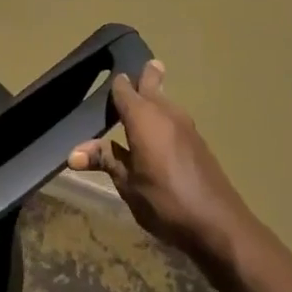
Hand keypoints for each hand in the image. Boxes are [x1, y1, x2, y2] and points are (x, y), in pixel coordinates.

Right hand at [69, 61, 247, 259]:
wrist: (219, 226)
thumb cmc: (165, 202)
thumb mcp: (127, 184)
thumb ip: (104, 160)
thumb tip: (73, 153)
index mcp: (144, 118)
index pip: (124, 89)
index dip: (116, 84)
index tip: (108, 76)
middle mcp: (166, 114)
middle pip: (153, 86)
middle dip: (146, 76)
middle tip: (141, 65)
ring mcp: (187, 128)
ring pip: (167, 102)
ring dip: (156, 98)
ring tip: (144, 98)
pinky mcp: (198, 144)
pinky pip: (175, 120)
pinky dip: (164, 118)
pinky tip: (158, 134)